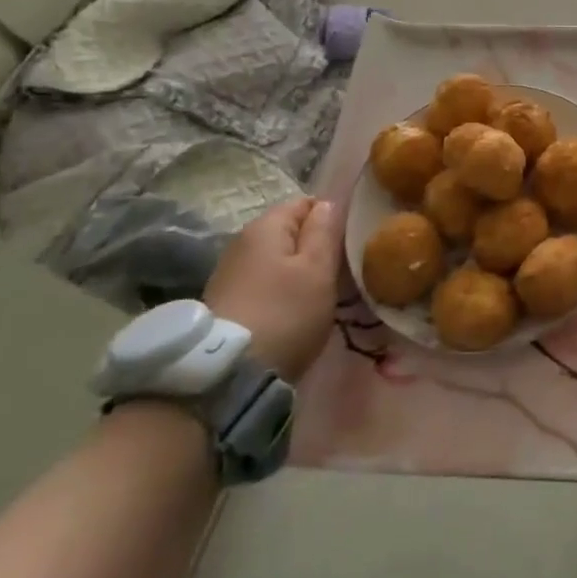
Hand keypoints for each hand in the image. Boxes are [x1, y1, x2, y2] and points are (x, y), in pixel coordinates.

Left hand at [203, 197, 342, 381]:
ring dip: (300, 272)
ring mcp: (230, 273)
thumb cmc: (285, 313)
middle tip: (342, 272)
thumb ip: (325, 231)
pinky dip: (282, 292)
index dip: (332, 217)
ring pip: (278, 260)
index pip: (306, 203)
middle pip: (290, 232)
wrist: (228, 374)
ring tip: (322, 294)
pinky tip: (294, 312)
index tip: (350, 243)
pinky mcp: (226, 303)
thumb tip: (328, 203)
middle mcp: (242, 241)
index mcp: (266, 226)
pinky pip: (265, 284)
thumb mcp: (318, 269)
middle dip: (316, 247)